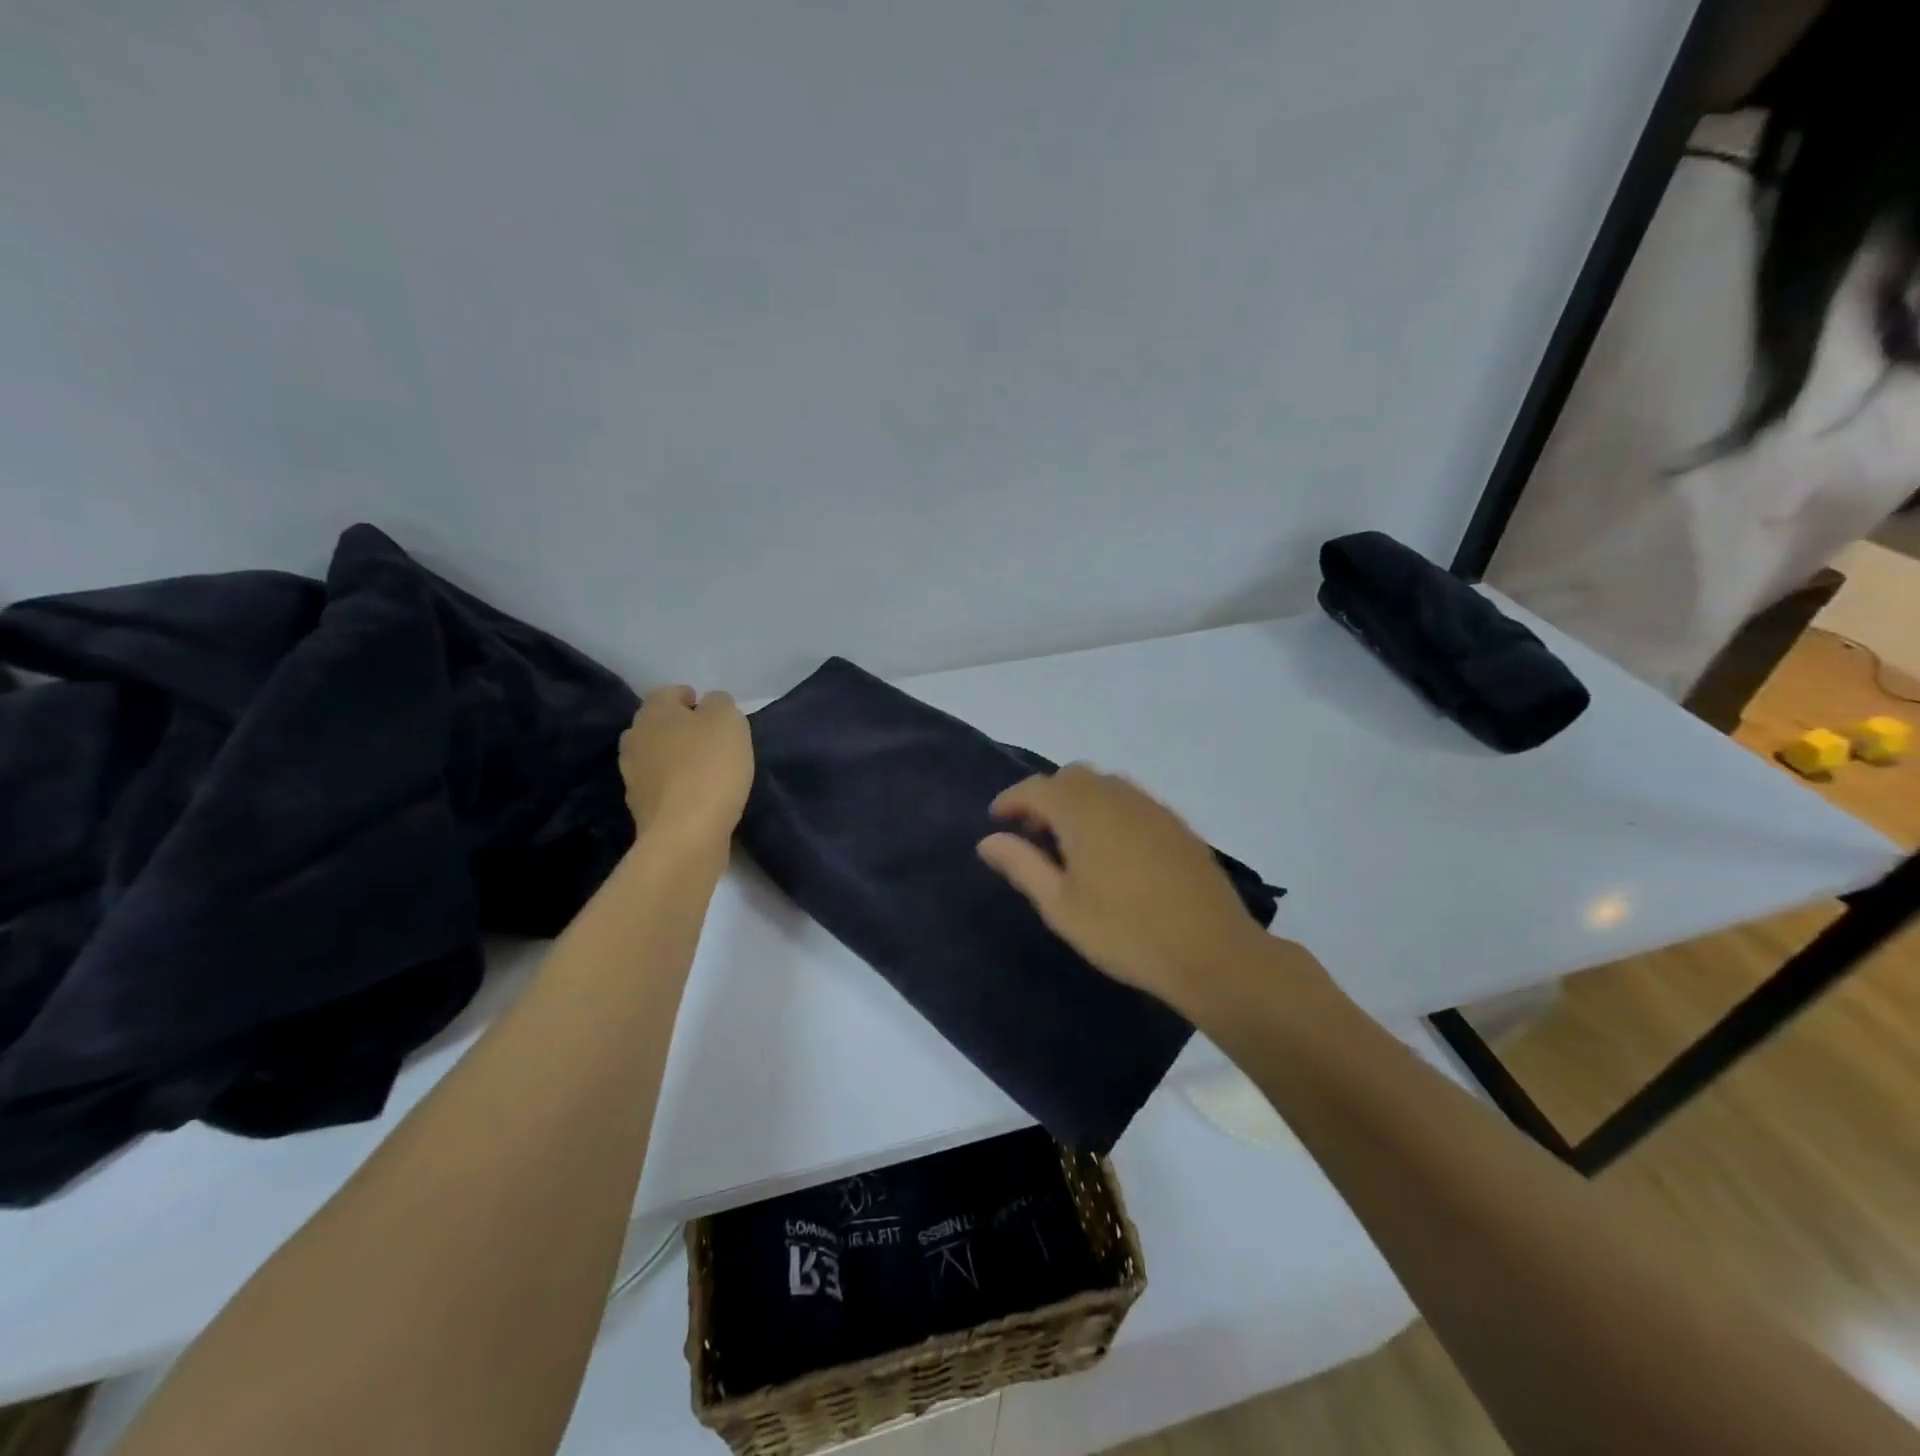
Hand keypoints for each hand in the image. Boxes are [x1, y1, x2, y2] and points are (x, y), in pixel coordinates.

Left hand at [619, 687, 753, 846]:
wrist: (686, 832)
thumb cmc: (710, 766)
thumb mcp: (729, 721)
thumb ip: (720, 703)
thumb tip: (710, 705)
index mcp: (654, 712)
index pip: (669, 693)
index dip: (691, 699)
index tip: (713, 713)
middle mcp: (634, 738)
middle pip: (658, 725)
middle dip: (680, 729)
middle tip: (709, 741)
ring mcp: (632, 776)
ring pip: (655, 757)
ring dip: (675, 759)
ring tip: (704, 771)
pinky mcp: (639, 808)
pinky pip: (659, 787)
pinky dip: (674, 787)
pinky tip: (696, 796)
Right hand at [978, 764, 1294, 1016]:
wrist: (1210, 951)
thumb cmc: (1124, 931)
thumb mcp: (1060, 906)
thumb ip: (1022, 865)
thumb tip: (988, 840)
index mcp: (1082, 811)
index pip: (1036, 789)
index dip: (1011, 800)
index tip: (996, 818)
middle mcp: (1117, 796)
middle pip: (1071, 777)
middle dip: (1046, 797)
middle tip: (1034, 833)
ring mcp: (1151, 807)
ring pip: (1104, 785)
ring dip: (1079, 801)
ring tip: (1071, 843)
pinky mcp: (1176, 824)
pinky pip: (1131, 801)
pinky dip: (1109, 811)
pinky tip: (1112, 851)